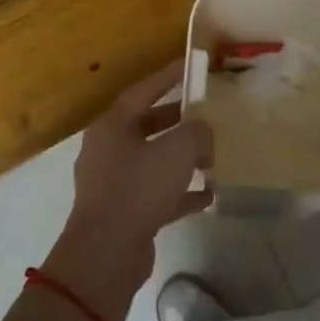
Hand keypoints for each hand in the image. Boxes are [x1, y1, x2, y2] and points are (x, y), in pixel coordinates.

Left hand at [46, 60, 213, 320]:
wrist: (106, 255)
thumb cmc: (138, 189)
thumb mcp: (177, 151)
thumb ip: (197, 132)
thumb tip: (203, 133)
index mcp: (113, 124)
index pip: (145, 89)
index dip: (171, 75)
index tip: (193, 65)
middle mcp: (109, 148)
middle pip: (148, 123)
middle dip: (179, 118)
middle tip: (208, 110)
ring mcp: (114, 181)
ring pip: (153, 158)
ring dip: (182, 156)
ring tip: (213, 153)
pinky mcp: (124, 211)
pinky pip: (157, 192)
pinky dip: (181, 191)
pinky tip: (209, 193)